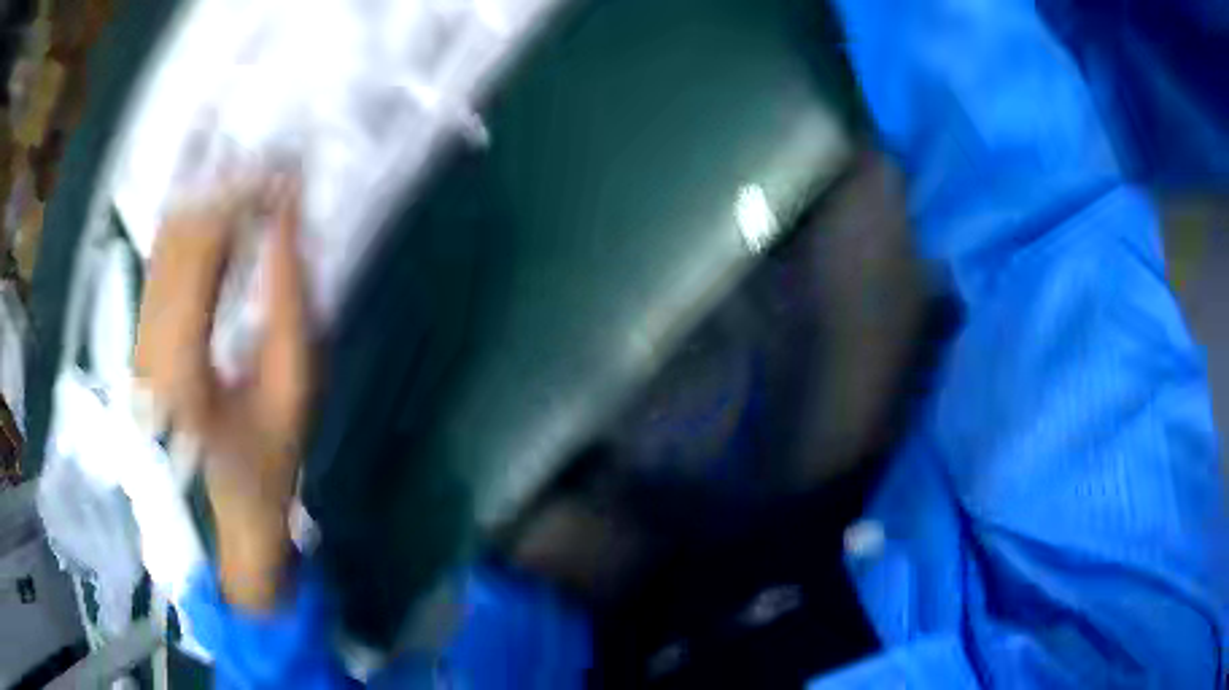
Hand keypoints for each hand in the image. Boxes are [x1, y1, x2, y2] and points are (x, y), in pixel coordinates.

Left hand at [135, 176, 312, 610]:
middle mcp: (150, 343)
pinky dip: (191, 217)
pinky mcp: (143, 330)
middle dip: (228, 186)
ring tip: (251, 168)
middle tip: (274, 160)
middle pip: (180, 233)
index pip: (204, 250)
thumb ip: (290, 296)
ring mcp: (140, 335)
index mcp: (185, 367)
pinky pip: (161, 256)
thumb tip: (288, 213)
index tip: (285, 168)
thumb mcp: (296, 381)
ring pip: (166, 237)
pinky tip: (216, 195)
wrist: (229, 499)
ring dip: (209, 195)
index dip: (243, 198)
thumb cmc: (271, 452)